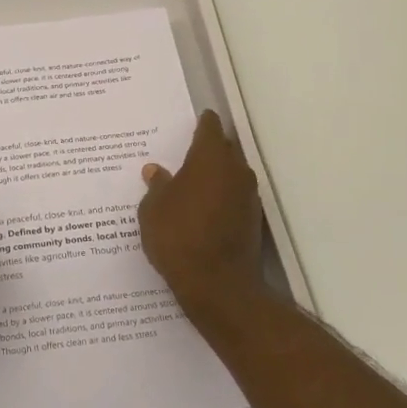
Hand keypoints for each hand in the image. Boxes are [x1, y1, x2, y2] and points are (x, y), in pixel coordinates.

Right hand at [138, 110, 266, 313]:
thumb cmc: (179, 237)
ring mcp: (248, 196)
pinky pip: (234, 197)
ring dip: (215, 175)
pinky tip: (202, 210)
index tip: (193, 121)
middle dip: (208, 149)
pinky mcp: (253, 220)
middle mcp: (235, 170)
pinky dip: (221, 197)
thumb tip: (155, 171)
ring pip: (231, 174)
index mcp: (210, 158)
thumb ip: (156, 186)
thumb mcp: (153, 210)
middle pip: (224, 148)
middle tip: (185, 154)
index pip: (210, 127)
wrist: (218, 286)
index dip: (201, 122)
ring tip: (191, 184)